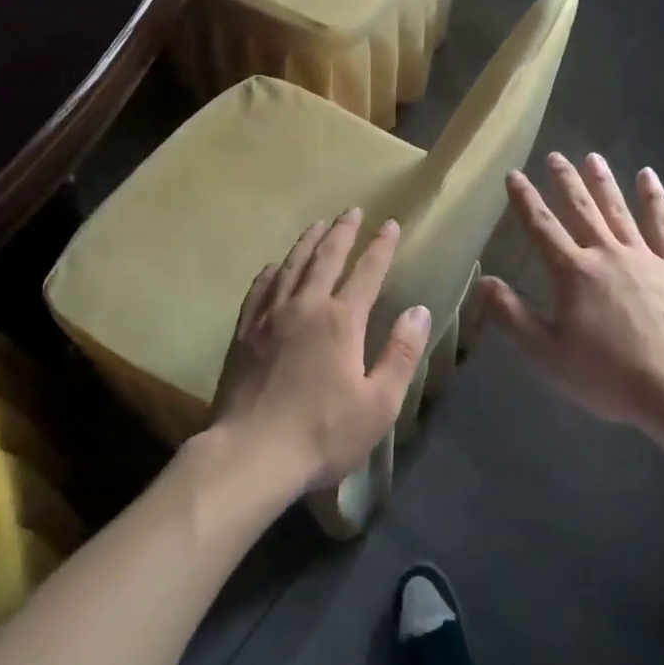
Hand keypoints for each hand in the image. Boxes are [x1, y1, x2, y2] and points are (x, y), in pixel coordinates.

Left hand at [209, 210, 431, 496]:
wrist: (251, 454)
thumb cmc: (322, 433)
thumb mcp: (379, 404)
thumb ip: (401, 354)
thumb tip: (419, 310)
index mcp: (342, 320)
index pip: (367, 271)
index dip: (381, 246)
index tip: (390, 224)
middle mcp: (306, 306)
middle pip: (326, 257)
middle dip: (343, 231)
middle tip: (352, 211)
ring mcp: (270, 316)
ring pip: (291, 265)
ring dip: (308, 242)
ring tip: (318, 225)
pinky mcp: (244, 332)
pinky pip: (260, 289)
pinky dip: (271, 271)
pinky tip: (273, 266)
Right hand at [480, 154, 663, 433]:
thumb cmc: (607, 375)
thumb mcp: (548, 354)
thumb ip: (513, 315)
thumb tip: (482, 281)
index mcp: (572, 272)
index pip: (542, 227)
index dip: (525, 200)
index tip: (514, 175)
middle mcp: (605, 253)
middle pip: (580, 208)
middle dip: (564, 181)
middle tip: (554, 156)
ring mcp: (642, 256)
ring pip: (617, 209)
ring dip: (602, 181)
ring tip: (592, 157)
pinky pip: (662, 225)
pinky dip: (654, 198)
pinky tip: (648, 176)